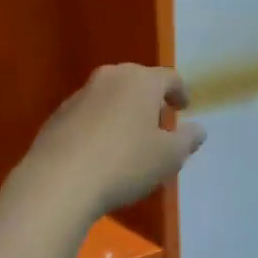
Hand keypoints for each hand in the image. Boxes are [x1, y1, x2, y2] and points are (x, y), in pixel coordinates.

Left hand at [12, 65, 204, 221]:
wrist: (59, 180)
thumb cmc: (124, 163)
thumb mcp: (168, 157)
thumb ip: (187, 140)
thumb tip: (199, 129)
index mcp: (141, 81)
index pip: (169, 77)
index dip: (180, 92)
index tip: (183, 108)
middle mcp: (110, 77)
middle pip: (137, 82)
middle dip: (150, 101)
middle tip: (158, 126)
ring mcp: (80, 94)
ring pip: (111, 96)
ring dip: (124, 112)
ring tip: (130, 142)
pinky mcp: (59, 114)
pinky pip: (89, 113)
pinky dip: (101, 124)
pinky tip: (101, 152)